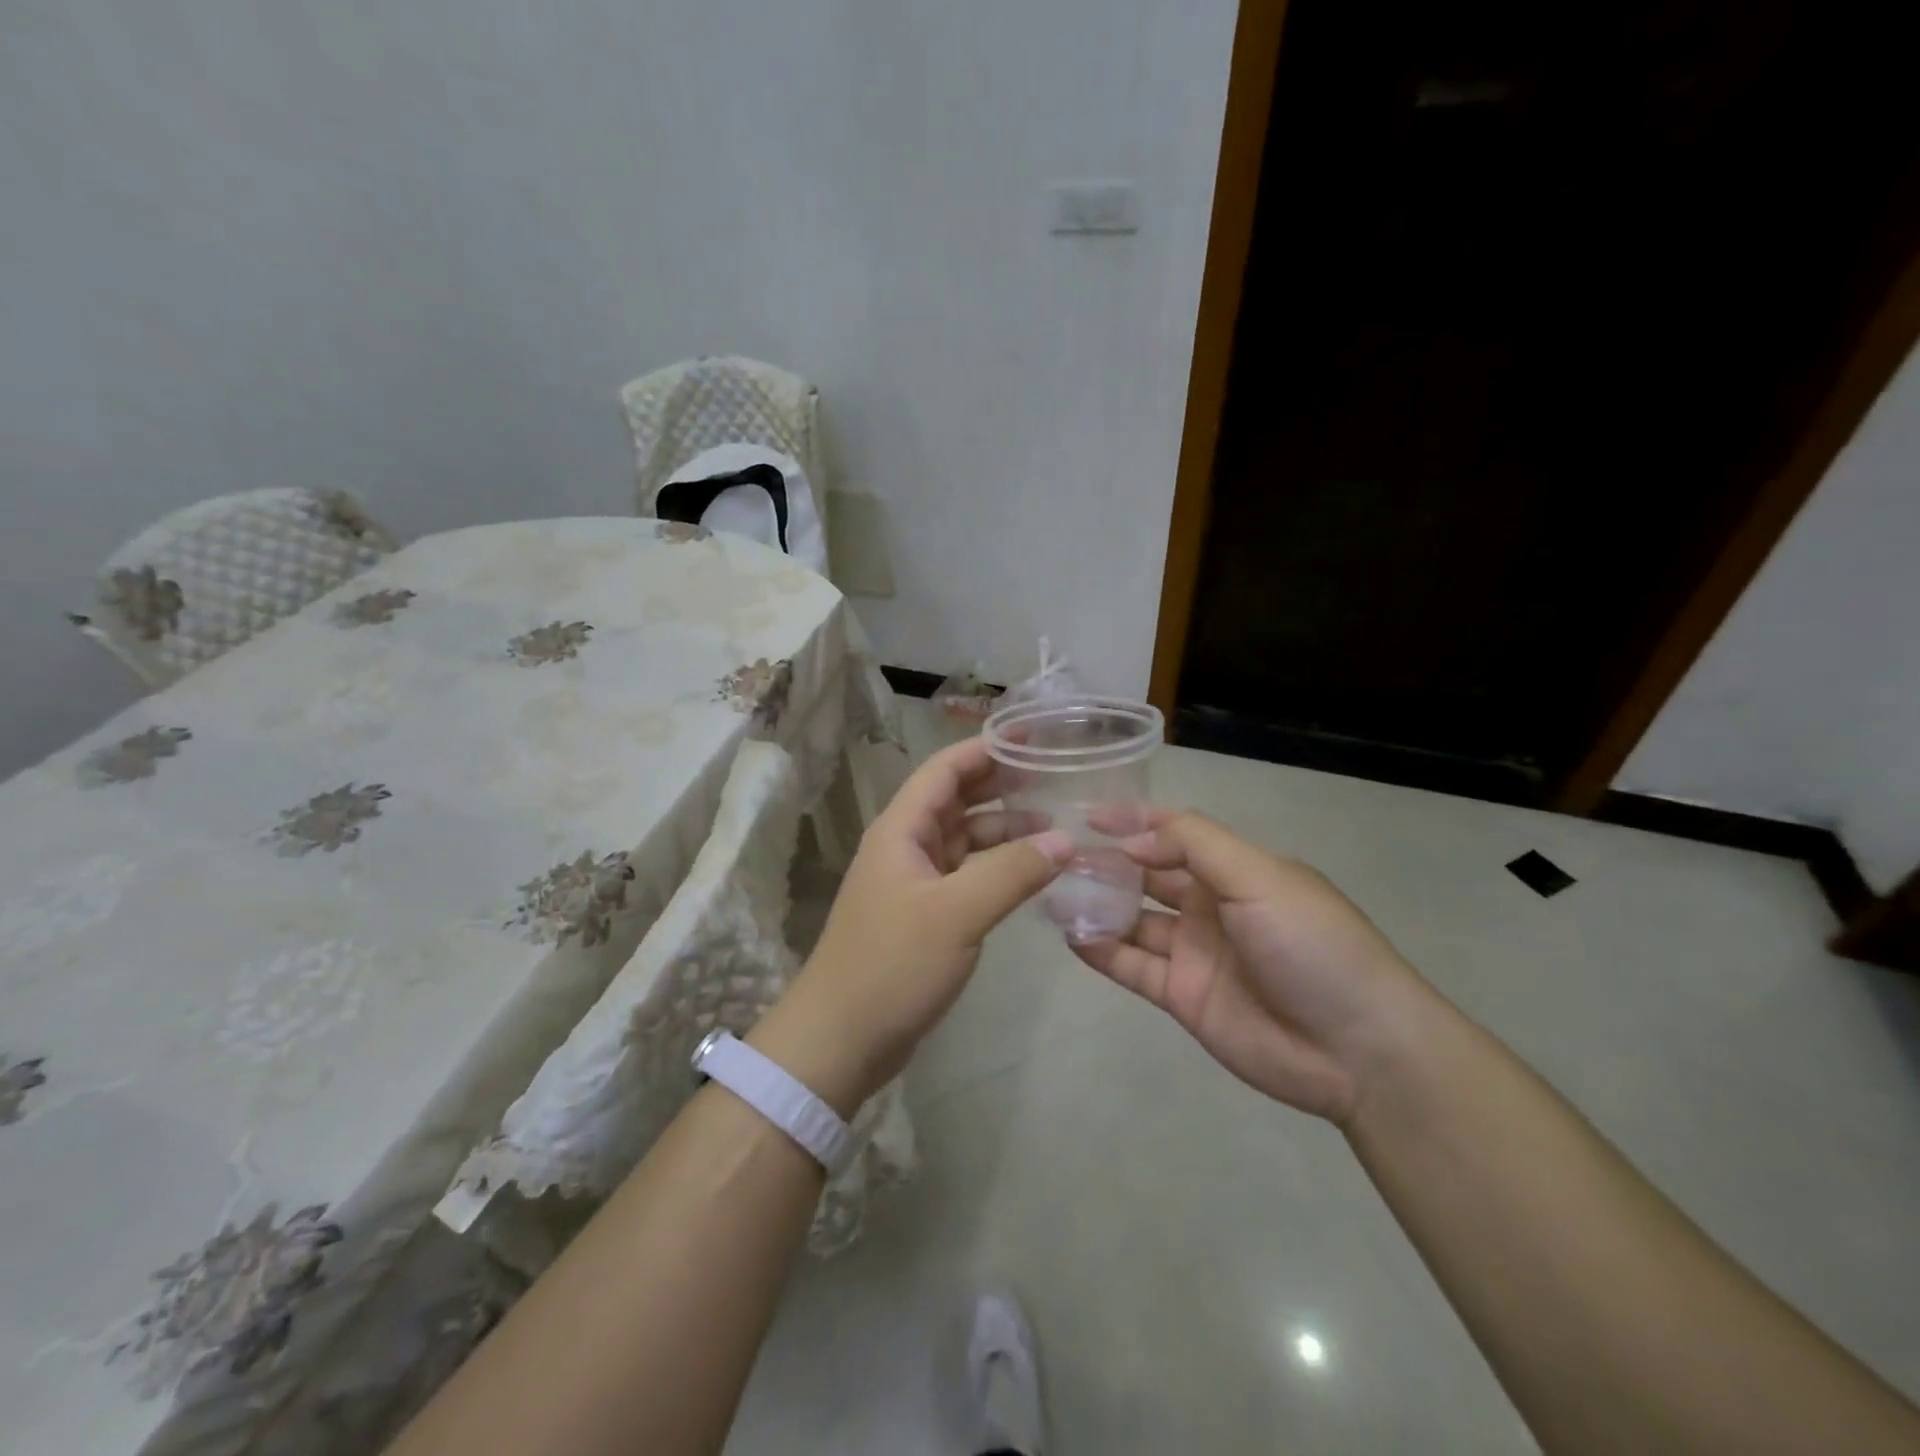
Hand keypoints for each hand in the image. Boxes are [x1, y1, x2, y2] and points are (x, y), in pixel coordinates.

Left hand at [751, 738, 1071, 1115]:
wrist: (841, 1039)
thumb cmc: (892, 965)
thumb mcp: (957, 913)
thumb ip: (1012, 871)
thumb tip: (1065, 838)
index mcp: (902, 830)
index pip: (945, 770)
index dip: (986, 748)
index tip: (1034, 736)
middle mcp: (907, 846)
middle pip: (957, 800)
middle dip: (1002, 785)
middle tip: (1056, 777)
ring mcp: (915, 882)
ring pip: (965, 840)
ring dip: (1005, 830)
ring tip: (1057, 828)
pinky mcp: (925, 915)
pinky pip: (967, 875)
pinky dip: (998, 868)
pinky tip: (1032, 874)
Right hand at [1073, 810, 1431, 1124]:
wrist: (1357, 1048)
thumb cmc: (1311, 944)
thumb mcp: (1259, 876)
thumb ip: (1193, 845)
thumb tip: (1131, 841)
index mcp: (1236, 870)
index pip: (1176, 834)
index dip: (1135, 822)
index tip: (1088, 816)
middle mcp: (1211, 905)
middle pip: (1148, 875)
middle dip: (1108, 863)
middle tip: (1059, 857)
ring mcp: (1195, 952)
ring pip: (1134, 920)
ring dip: (1098, 905)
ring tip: (1053, 893)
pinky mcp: (1183, 996)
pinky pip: (1133, 966)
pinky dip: (1102, 951)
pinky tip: (1071, 936)